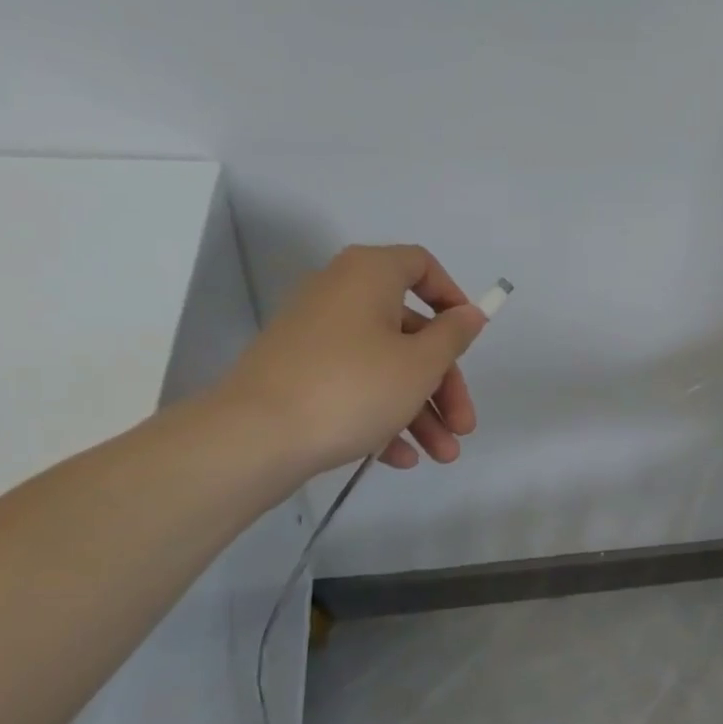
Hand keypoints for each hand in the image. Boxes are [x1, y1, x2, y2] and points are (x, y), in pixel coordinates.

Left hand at [215, 244, 487, 477]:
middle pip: (410, 330)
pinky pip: (353, 386)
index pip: (420, 265)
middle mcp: (339, 296)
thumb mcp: (420, 363)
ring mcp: (316, 337)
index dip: (452, 298)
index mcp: (368, 276)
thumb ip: (453, 335)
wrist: (252, 438)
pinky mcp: (299, 375)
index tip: (469, 337)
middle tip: (463, 425)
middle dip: (443, 382)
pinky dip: (381, 415)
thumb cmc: (352, 387)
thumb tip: (470, 314)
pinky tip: (402, 457)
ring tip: (442, 455)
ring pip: (384, 365)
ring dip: (420, 409)